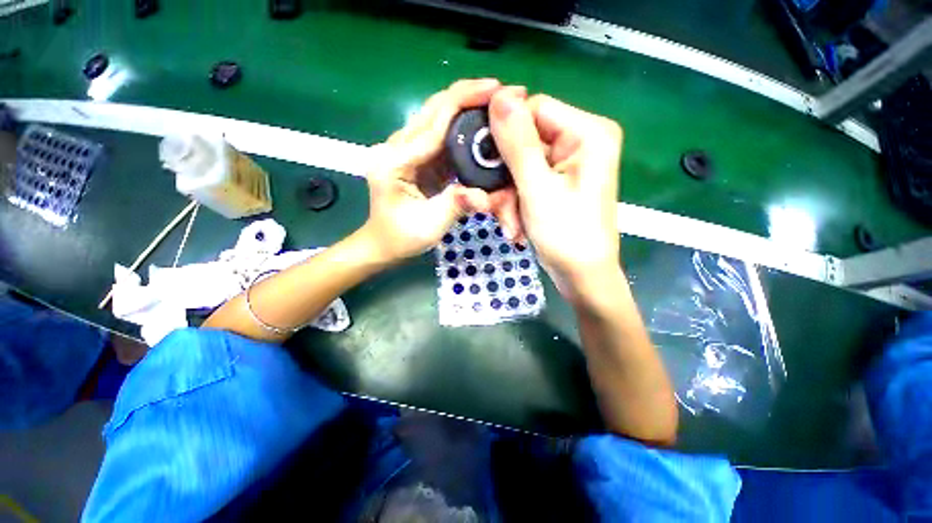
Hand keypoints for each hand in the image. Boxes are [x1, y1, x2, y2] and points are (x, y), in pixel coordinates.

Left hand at [361, 79, 499, 264]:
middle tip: (503, 93)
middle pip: (434, 109)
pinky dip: (462, 130)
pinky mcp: (416, 158)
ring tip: (497, 107)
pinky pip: (441, 137)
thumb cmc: (401, 237)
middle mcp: (396, 147)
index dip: (465, 101)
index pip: (434, 122)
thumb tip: (489, 196)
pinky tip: (481, 129)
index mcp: (394, 160)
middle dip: (468, 96)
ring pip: (437, 118)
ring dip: (466, 109)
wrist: (383, 244)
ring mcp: (405, 151)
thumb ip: (457, 205)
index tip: (498, 88)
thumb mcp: (430, 225)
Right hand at [488, 89, 622, 302]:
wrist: (580, 276)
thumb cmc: (566, 236)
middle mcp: (578, 142)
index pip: (533, 109)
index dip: (505, 136)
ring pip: (518, 166)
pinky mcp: (554, 183)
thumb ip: (518, 144)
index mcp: (587, 133)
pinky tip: (515, 226)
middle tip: (498, 208)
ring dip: (507, 197)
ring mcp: (565, 164)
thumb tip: (499, 95)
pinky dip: (514, 204)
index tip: (489, 167)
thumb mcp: (537, 189)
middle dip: (505, 180)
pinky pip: (523, 182)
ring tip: (510, 224)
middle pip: (523, 142)